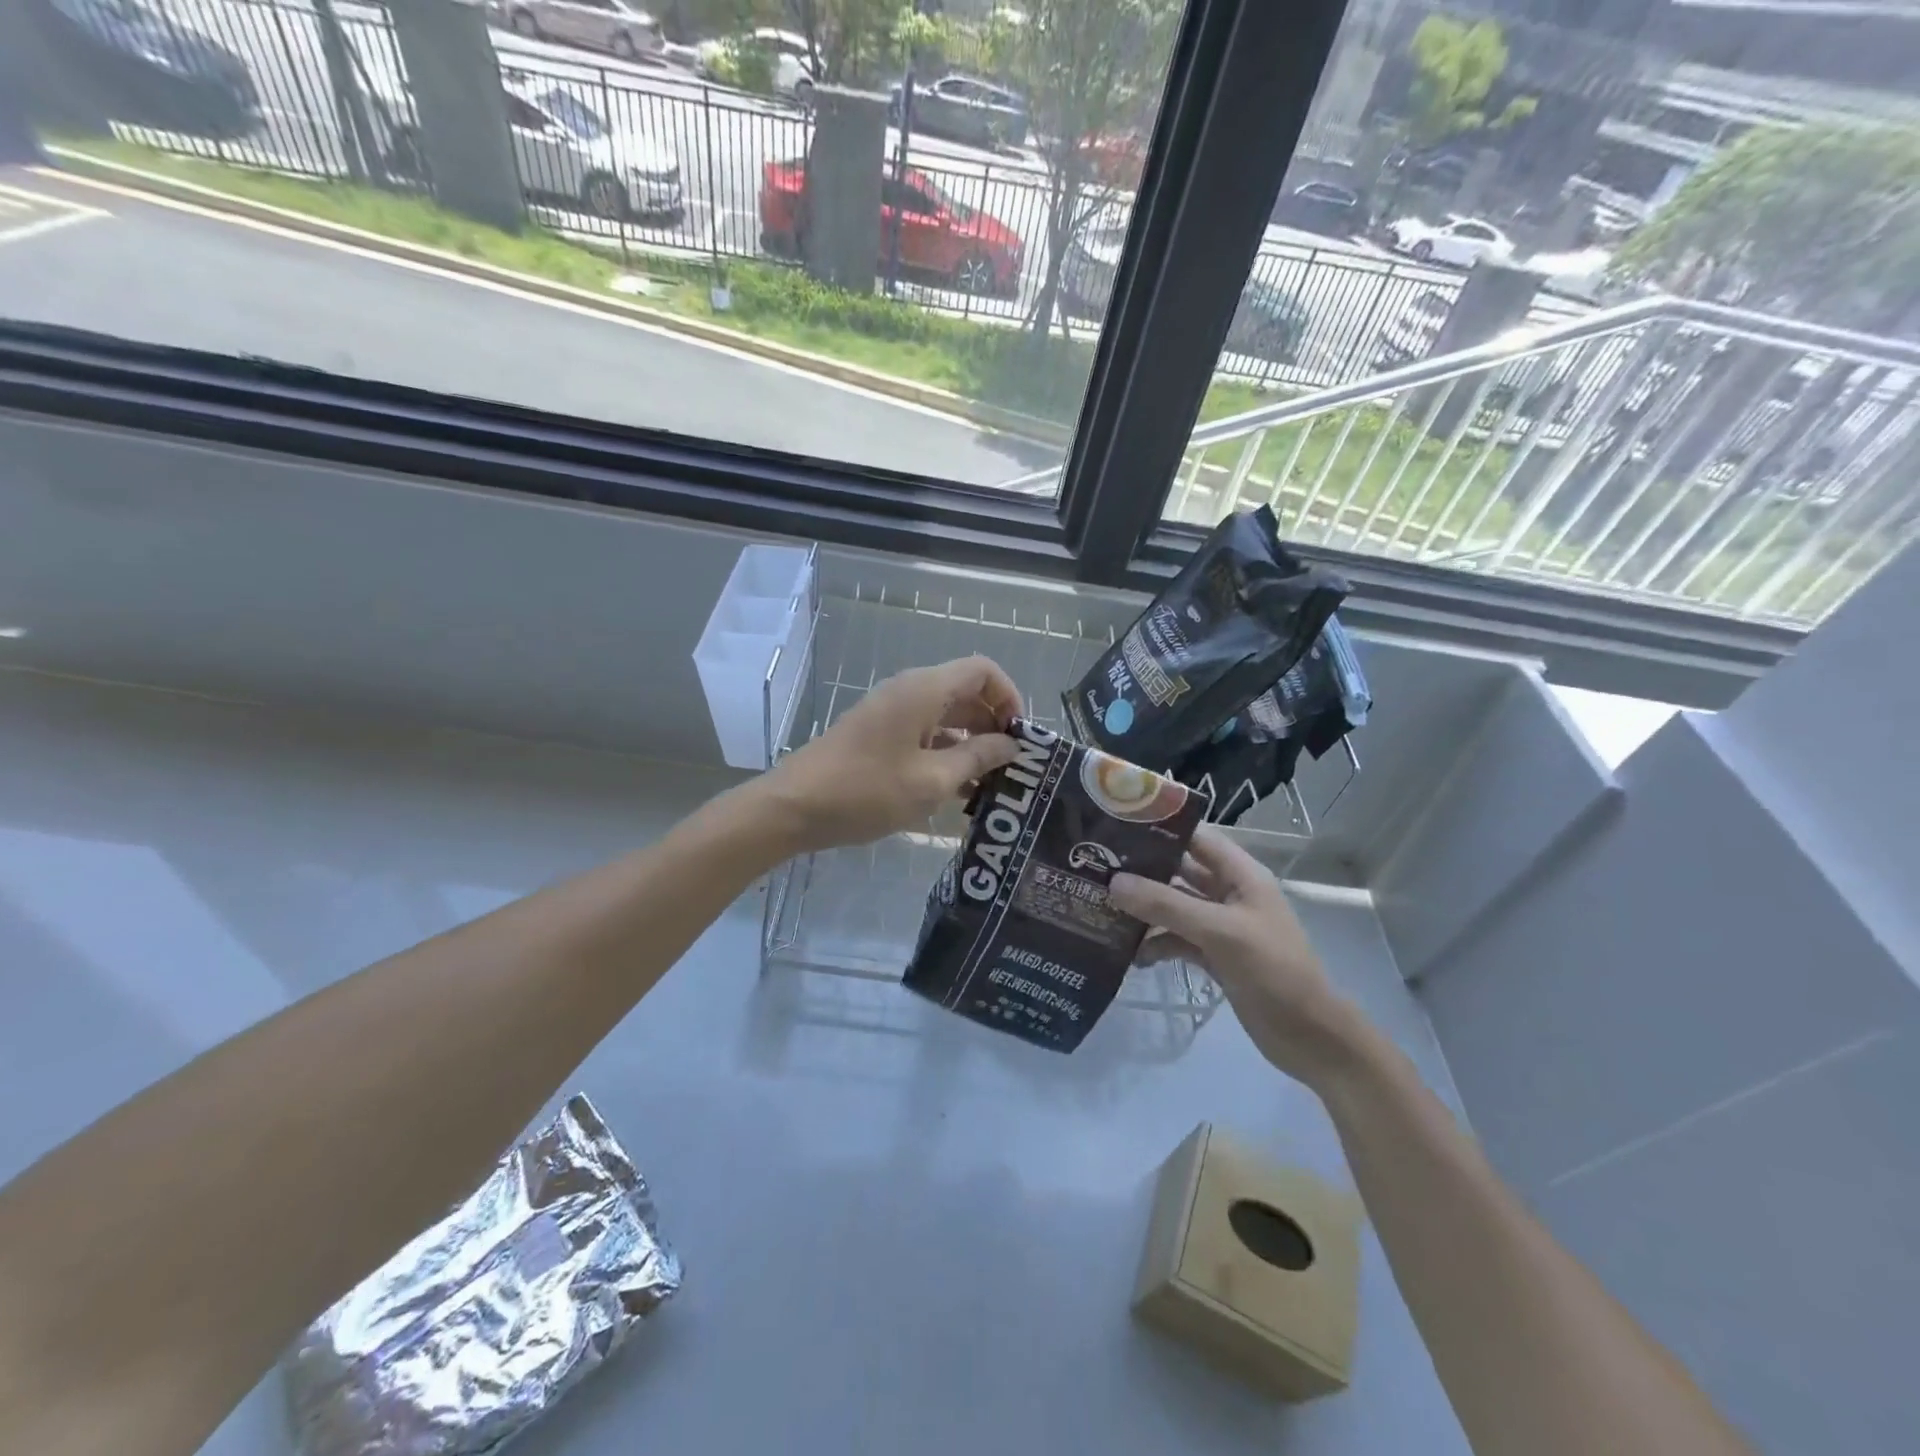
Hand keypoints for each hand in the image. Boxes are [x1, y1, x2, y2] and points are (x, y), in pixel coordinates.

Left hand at [759, 656, 1022, 853]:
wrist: (793, 807)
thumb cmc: (866, 791)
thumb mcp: (932, 781)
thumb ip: (977, 758)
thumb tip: (1011, 745)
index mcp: (924, 690)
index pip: (983, 670)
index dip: (1010, 697)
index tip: (1019, 737)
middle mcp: (909, 691)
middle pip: (966, 692)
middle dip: (994, 725)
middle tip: (1010, 767)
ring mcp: (891, 712)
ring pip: (946, 716)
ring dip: (971, 743)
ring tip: (988, 785)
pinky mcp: (878, 734)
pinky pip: (924, 733)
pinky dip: (946, 753)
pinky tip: (955, 791)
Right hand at [1109, 826, 1358, 1084]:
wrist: (1310, 1037)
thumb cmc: (1273, 971)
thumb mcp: (1219, 932)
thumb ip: (1166, 905)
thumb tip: (1114, 882)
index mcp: (1241, 875)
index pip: (1196, 837)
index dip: (1159, 828)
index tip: (1114, 826)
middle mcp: (1229, 893)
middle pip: (1179, 871)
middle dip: (1141, 870)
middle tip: (1094, 867)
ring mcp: (1221, 926)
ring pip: (1174, 907)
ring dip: (1144, 910)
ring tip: (1101, 908)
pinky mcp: (1214, 956)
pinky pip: (1176, 939)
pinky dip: (1156, 944)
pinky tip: (1129, 955)